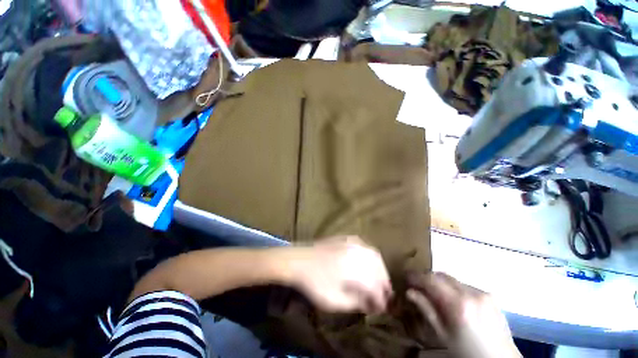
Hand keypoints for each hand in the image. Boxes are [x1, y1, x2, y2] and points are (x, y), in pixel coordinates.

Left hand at [288, 236, 391, 313]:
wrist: (300, 260)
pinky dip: (371, 257)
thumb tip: (370, 304)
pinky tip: (368, 263)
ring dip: (380, 270)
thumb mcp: (335, 301)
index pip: (377, 289)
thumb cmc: (316, 283)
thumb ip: (356, 303)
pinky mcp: (347, 238)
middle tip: (384, 296)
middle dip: (384, 285)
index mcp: (358, 272)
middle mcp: (360, 255)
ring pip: (375, 256)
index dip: (381, 302)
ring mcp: (354, 244)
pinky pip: (365, 246)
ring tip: (378, 281)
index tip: (382, 310)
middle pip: (380, 271)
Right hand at [406, 272, 520, 357]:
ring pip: (453, 279)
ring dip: (440, 282)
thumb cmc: (467, 353)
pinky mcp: (490, 296)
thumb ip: (426, 310)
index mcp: (458, 304)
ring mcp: (483, 293)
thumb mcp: (443, 335)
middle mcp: (471, 293)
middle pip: (442, 275)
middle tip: (417, 284)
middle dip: (427, 276)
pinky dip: (454, 288)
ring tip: (434, 293)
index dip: (415, 276)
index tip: (405, 276)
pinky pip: (465, 285)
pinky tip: (453, 300)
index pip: (430, 279)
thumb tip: (409, 292)